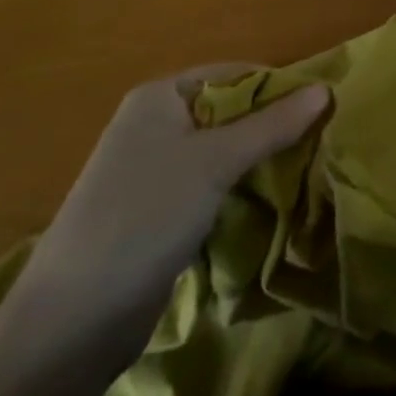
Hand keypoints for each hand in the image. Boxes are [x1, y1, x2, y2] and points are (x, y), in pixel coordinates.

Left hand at [7, 66, 327, 363]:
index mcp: (160, 96)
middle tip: (316, 143)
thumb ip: (271, 125)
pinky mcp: (155, 211)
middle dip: (269, 126)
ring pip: (220, 152)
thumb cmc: (145, 215)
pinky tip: (266, 203)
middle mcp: (155, 124)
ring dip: (256, 161)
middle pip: (228, 112)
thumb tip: (324, 90)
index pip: (233, 74)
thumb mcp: (215, 163)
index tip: (320, 108)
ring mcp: (152, 170)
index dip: (276, 87)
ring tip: (301, 171)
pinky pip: (207, 185)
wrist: (71, 321)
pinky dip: (236, 190)